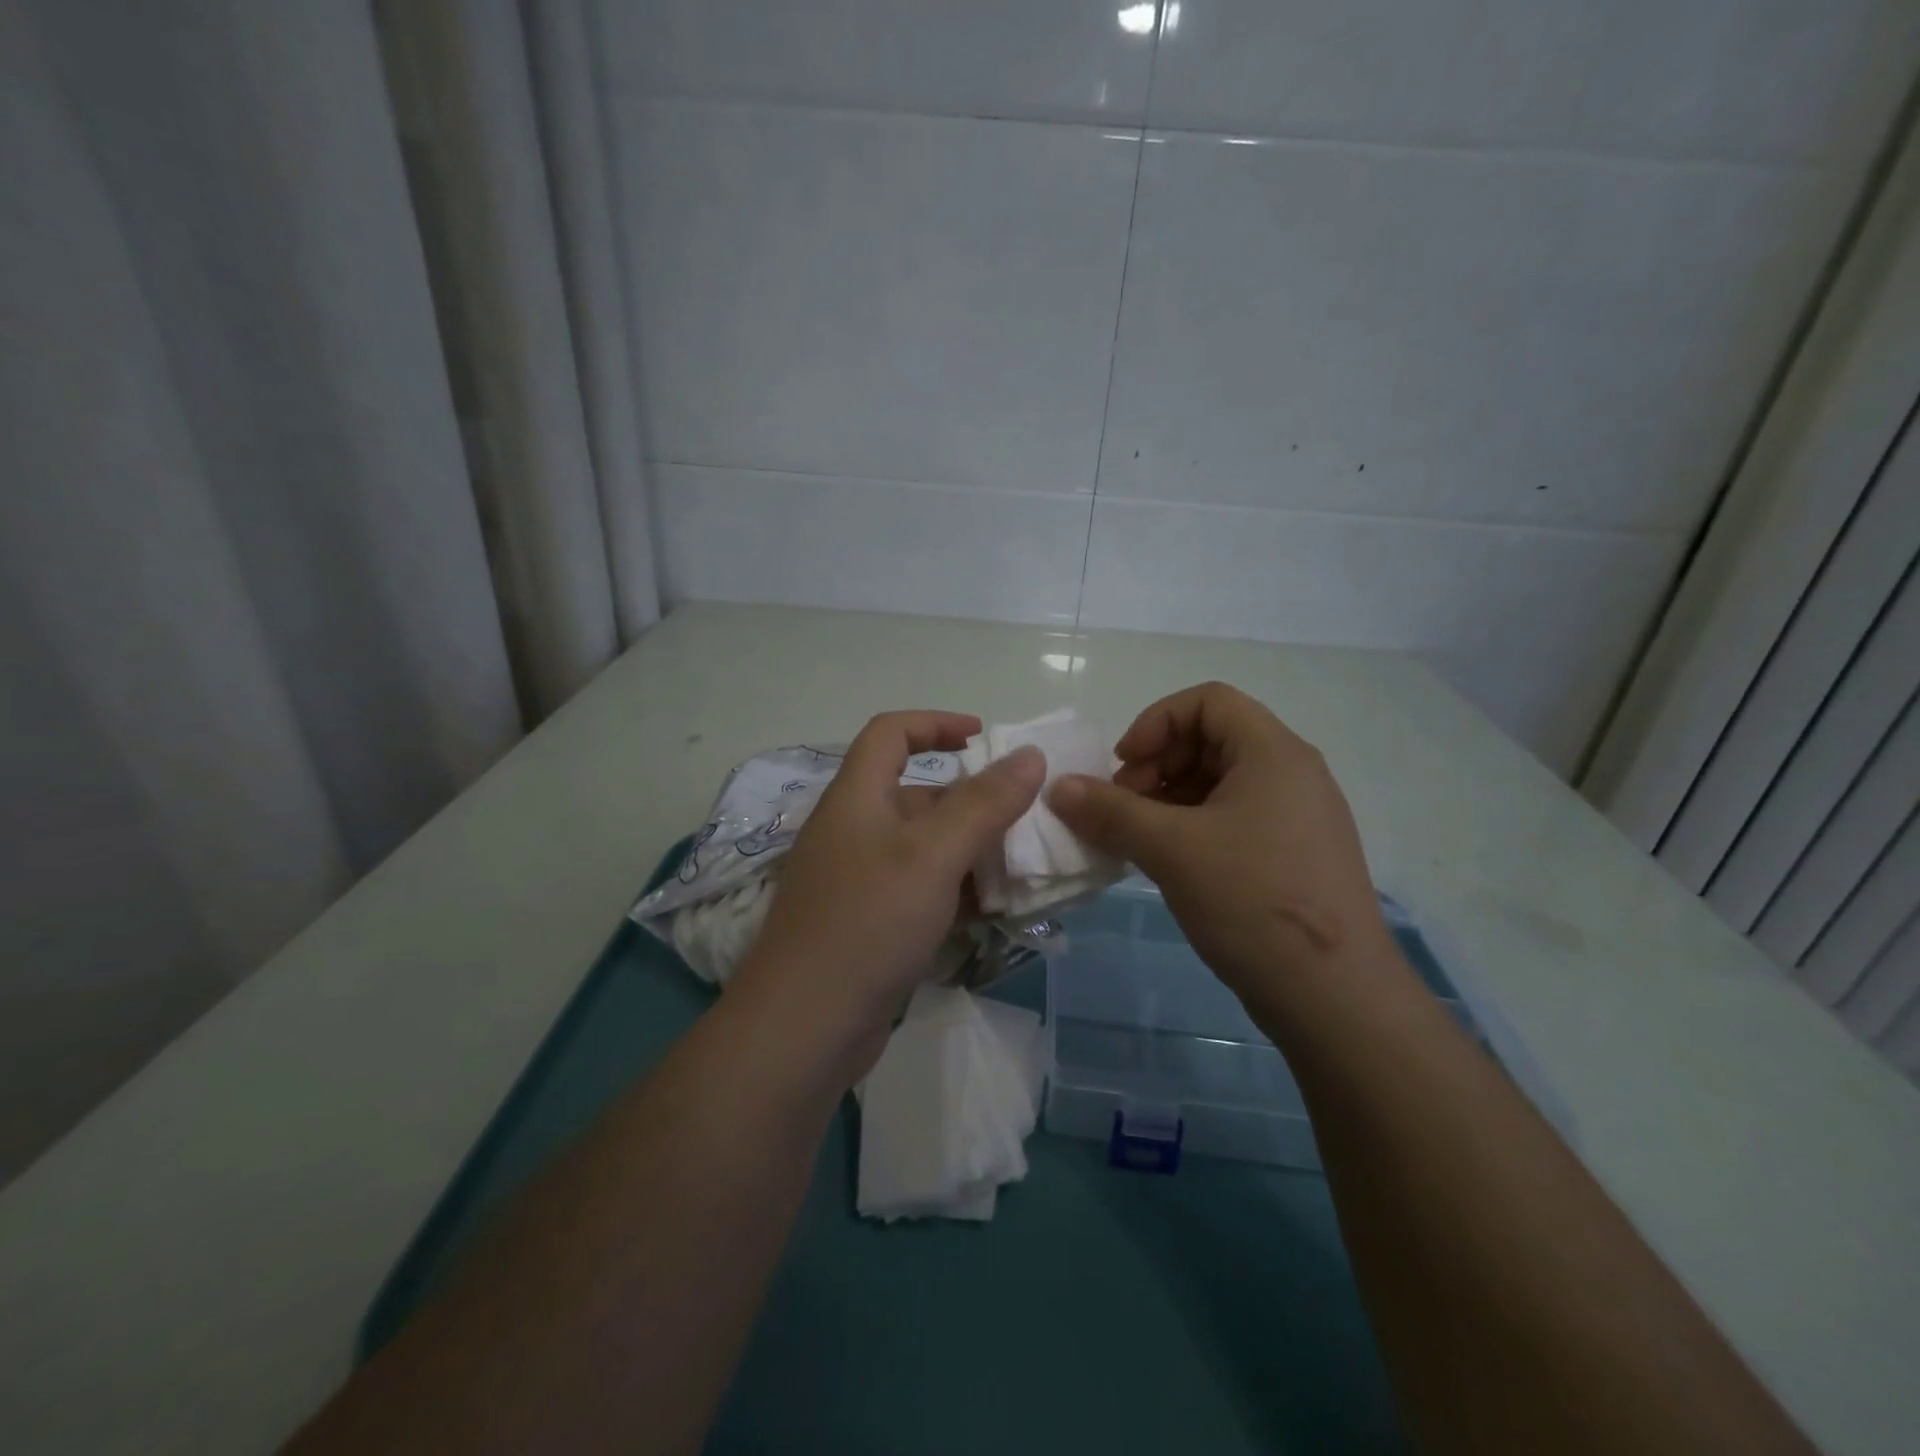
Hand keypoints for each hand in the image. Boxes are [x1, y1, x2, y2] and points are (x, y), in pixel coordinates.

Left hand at [734, 711, 1044, 1040]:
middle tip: (1025, 818)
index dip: (936, 723)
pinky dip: (955, 892)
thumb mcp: (932, 855)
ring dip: (970, 852)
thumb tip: (1029, 755)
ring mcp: (858, 882)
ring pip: (924, 849)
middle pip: (917, 795)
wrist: (804, 1028)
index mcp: (857, 798)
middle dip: (971, 801)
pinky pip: (919, 891)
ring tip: (1022, 867)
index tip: (985, 737)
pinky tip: (992, 912)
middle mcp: (854, 832)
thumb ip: (984, 803)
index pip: (890, 734)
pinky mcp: (867, 925)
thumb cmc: (867, 923)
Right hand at [1047, 683, 1394, 1009]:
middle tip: (1124, 807)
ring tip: (1137, 838)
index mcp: (1273, 753)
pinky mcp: (1294, 855)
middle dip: (1157, 764)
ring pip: (1220, 783)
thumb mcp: (1171, 849)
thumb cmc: (1253, 901)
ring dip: (1169, 799)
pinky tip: (1167, 862)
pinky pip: (1234, 818)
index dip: (1155, 722)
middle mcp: (1292, 774)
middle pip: (1212, 739)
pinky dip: (1192, 826)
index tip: (1123, 766)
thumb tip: (1058, 788)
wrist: (1335, 998)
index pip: (1207, 700)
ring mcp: (1297, 817)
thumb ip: (1110, 811)